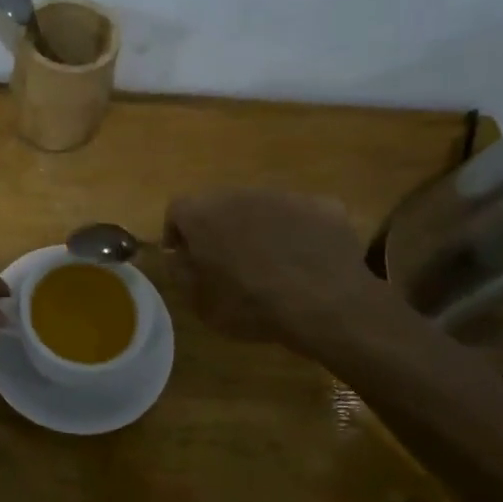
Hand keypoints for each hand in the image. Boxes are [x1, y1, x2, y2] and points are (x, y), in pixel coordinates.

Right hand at [163, 189, 372, 348]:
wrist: (325, 304)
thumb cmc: (251, 306)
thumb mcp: (200, 303)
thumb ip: (181, 273)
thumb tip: (179, 256)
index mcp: (203, 215)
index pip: (177, 210)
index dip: (177, 233)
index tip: (185, 258)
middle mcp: (240, 195)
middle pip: (220, 205)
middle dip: (219, 229)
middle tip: (227, 262)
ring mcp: (284, 196)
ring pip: (261, 208)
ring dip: (258, 228)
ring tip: (270, 264)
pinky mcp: (320, 205)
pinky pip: (300, 216)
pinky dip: (297, 234)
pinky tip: (306, 262)